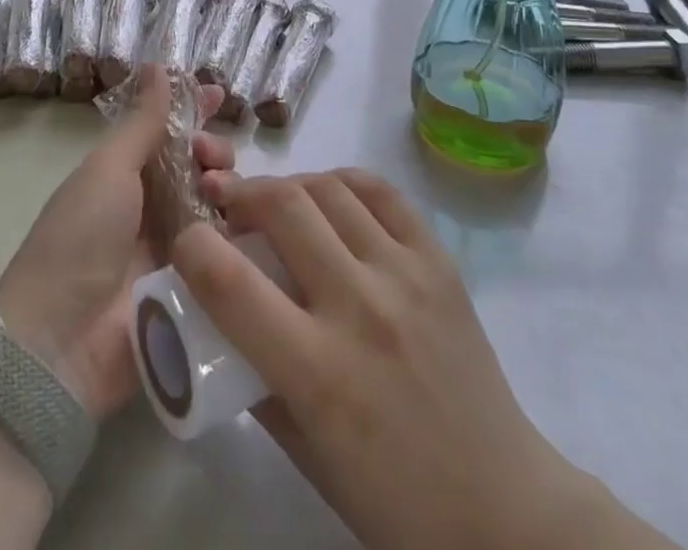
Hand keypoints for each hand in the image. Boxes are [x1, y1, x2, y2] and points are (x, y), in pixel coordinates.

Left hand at [0, 66, 233, 417]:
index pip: (168, 132)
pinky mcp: (197, 292)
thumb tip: (158, 65)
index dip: (194, 110)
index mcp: (126, 176)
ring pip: (219, 206)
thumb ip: (142, 121)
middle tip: (210, 157)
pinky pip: (228, 253)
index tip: (219, 93)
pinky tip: (254, 223)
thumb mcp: (108, 169)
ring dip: (227, 187)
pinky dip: (242, 234)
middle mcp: (153, 208)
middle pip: (200, 166)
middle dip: (214, 150)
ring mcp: (176, 251)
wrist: (61, 344)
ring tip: (220, 192)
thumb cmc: (79, 238)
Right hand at [174, 169, 674, 549]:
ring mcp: (404, 275)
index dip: (191, 246)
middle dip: (241, 194)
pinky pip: (381, 192)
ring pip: (328, 189)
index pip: (229, 282)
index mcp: (317, 372)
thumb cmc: (392, 498)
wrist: (502, 506)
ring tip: (278, 203)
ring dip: (289, 185)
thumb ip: (257, 376)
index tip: (185, 240)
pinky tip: (330, 197)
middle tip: (228, 206)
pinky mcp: (437, 260)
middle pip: (281, 206)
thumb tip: (222, 314)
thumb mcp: (304, 450)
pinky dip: (343, 181)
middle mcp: (359, 308)